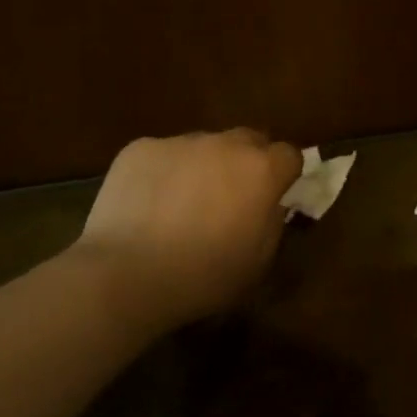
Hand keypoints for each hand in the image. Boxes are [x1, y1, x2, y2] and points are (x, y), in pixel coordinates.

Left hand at [72, 129, 302, 333]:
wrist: (128, 274)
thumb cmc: (203, 277)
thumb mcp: (259, 261)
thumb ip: (273, 223)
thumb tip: (270, 204)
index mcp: (261, 171)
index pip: (289, 155)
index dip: (284, 175)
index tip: (274, 196)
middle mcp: (224, 144)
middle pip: (248, 140)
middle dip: (247, 162)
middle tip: (231, 197)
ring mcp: (180, 142)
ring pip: (203, 146)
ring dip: (203, 166)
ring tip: (182, 204)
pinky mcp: (140, 148)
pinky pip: (163, 154)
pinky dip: (164, 172)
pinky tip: (148, 204)